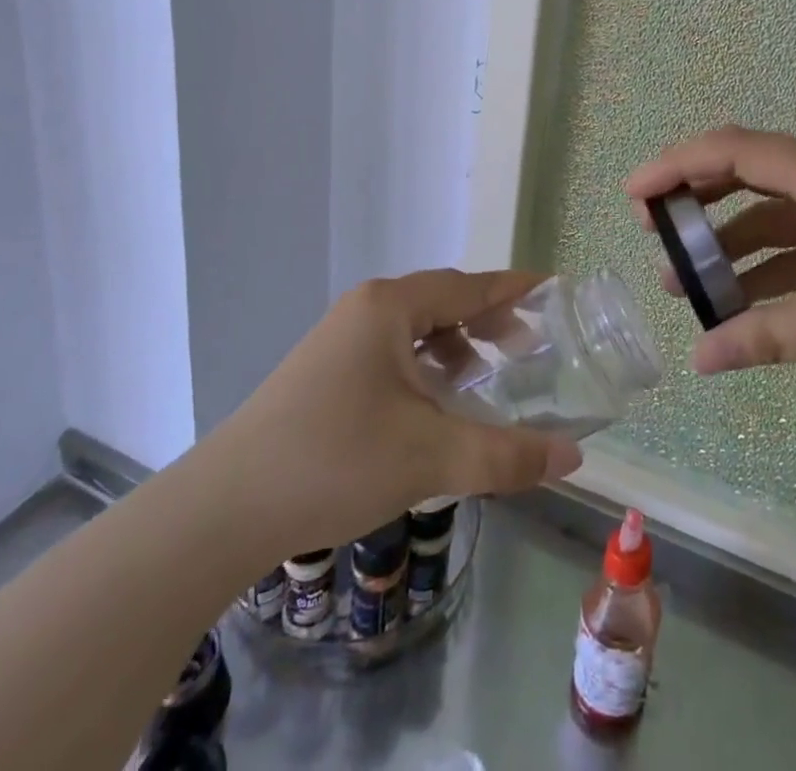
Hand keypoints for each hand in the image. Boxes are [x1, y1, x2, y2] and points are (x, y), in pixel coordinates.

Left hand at [212, 270, 583, 555]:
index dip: (513, 289)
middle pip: (442, 302)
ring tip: (483, 382)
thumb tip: (573, 457)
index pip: (469, 286)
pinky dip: (424, 369)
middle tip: (527, 349)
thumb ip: (506, 455)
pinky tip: (432, 409)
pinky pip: (391, 354)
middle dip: (487, 322)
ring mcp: (339, 340)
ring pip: (414, 330)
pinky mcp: (324, 373)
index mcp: (390, 307)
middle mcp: (365, 310)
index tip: (552, 291)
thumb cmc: (335, 461)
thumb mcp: (431, 457)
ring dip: (454, 348)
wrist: (222, 510)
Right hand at [625, 126, 795, 400]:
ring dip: (730, 245)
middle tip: (653, 233)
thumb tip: (699, 360)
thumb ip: (769, 336)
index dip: (677, 165)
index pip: (737, 150)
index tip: (633, 195)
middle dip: (696, 201)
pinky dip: (769, 269)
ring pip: (775, 216)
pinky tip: (745, 305)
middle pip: (750, 174)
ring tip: (686, 285)